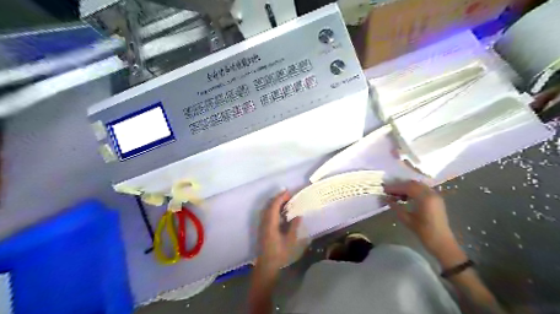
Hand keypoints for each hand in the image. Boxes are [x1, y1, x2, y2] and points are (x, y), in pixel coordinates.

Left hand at [256, 190, 301, 273]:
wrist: (266, 265)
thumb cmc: (279, 253)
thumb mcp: (290, 240)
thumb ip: (293, 226)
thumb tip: (298, 215)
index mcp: (270, 223)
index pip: (274, 206)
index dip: (280, 197)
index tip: (288, 192)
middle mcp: (264, 222)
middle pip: (269, 205)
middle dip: (278, 198)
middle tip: (288, 195)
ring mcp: (262, 225)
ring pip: (267, 209)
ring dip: (275, 203)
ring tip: (285, 201)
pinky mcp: (263, 229)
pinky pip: (267, 214)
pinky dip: (273, 209)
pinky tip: (281, 212)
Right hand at [383, 180, 455, 256]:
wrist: (442, 243)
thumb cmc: (424, 232)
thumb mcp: (407, 220)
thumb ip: (396, 207)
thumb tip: (386, 198)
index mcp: (425, 198)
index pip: (407, 187)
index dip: (394, 187)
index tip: (384, 189)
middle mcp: (431, 193)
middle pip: (412, 184)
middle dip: (399, 186)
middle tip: (388, 190)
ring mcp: (435, 195)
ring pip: (417, 185)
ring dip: (405, 187)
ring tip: (395, 194)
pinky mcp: (436, 199)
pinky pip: (422, 190)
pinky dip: (412, 190)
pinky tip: (405, 197)